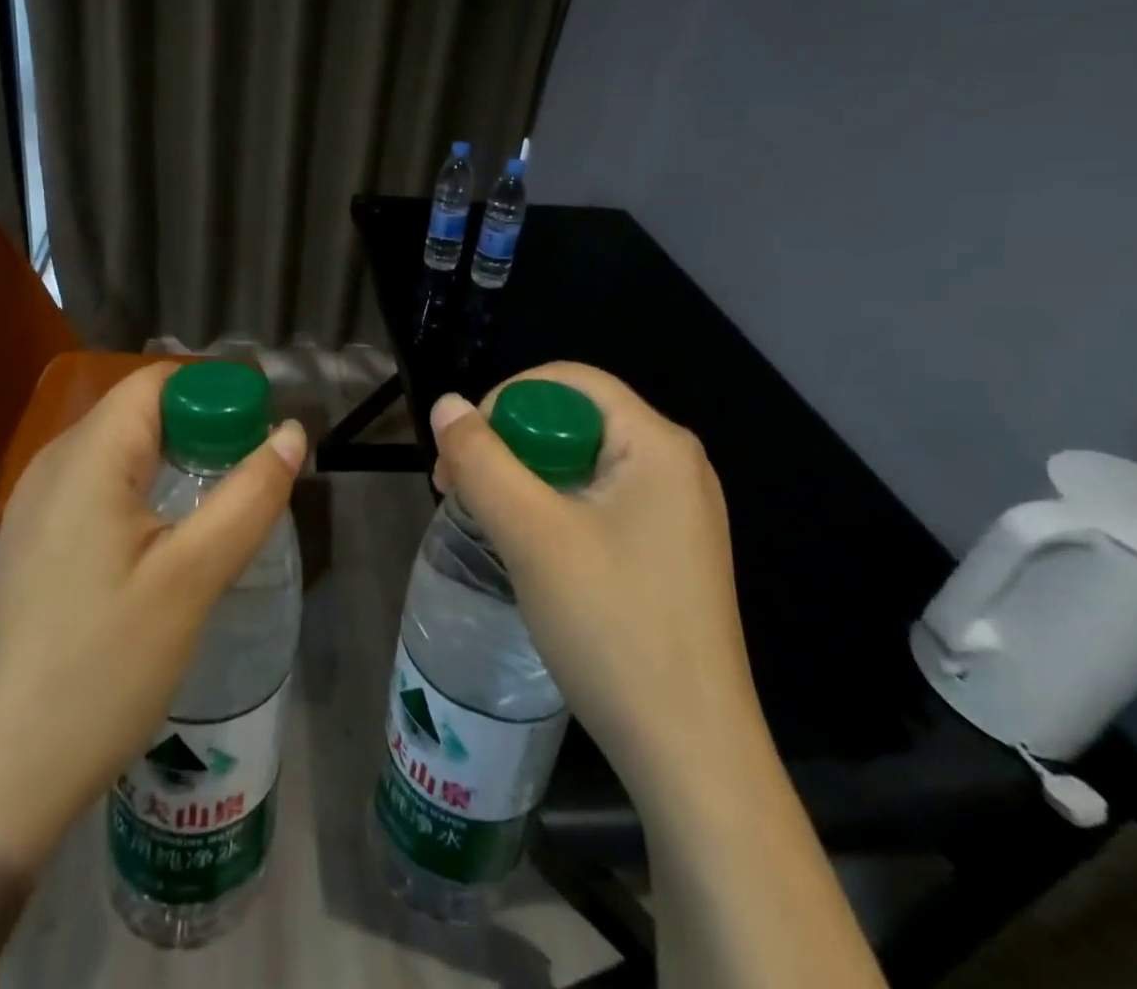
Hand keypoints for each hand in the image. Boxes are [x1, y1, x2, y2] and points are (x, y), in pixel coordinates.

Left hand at [0, 361, 305, 866]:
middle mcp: (54, 464)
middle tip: (253, 478)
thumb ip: (247, 498)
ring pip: (123, 451)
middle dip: (204, 430)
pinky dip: (148, 491)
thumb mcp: (190, 580)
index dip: (215, 394)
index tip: (262, 436)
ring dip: (179, 463)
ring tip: (224, 507)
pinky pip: (102, 488)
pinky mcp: (38, 543)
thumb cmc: (100, 668)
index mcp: (87, 456)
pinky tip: (172, 540)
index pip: (158, 383)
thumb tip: (291, 434)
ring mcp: (38, 506)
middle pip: (141, 412)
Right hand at [430, 363, 761, 807]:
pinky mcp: (666, 548)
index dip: (504, 400)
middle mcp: (674, 463)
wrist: (691, 755)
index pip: (567, 381)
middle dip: (508, 444)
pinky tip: (527, 547)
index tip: (462, 452)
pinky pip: (597, 499)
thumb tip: (445, 405)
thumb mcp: (531, 535)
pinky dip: (551, 507)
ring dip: (523, 478)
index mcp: (657, 443)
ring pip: (580, 462)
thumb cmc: (612, 628)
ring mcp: (676, 509)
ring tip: (485, 519)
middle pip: (573, 419)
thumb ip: (481, 460)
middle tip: (459, 490)